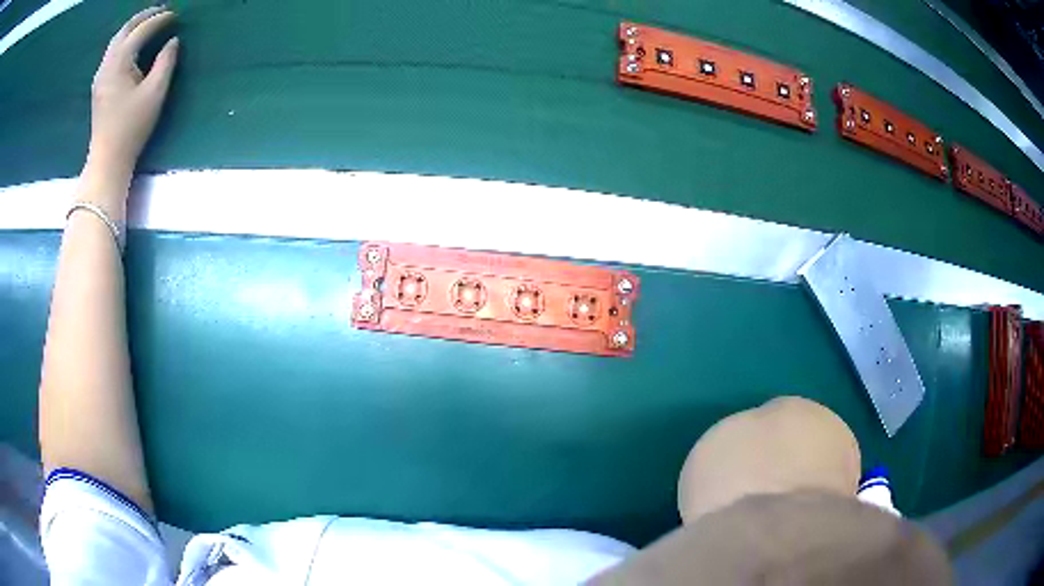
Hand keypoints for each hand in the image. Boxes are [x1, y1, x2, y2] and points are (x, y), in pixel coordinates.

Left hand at [87, 7, 178, 178]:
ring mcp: (100, 75)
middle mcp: (107, 64)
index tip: (176, 16)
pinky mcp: (99, 85)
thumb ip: (165, 62)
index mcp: (120, 62)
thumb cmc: (132, 127)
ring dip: (133, 27)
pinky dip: (124, 40)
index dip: (160, 20)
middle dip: (144, 16)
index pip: (142, 30)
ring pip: (116, 40)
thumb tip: (172, 41)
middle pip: (125, 29)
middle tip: (162, 11)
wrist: (107, 160)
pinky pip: (111, 52)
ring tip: (148, 23)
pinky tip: (132, 44)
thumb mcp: (155, 93)